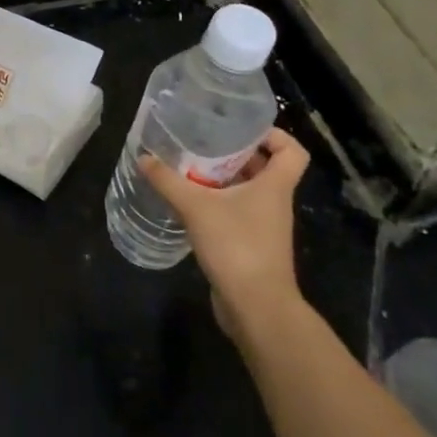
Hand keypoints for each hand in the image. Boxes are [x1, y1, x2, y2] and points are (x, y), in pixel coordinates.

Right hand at [140, 127, 309, 343]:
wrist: (255, 308)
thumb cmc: (237, 246)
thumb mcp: (196, 207)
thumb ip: (168, 181)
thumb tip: (143, 158)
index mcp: (274, 186)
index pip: (292, 151)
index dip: (274, 135)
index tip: (242, 129)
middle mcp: (274, 203)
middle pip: (266, 168)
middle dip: (238, 154)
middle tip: (205, 143)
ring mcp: (264, 226)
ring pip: (249, 192)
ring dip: (225, 180)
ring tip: (191, 169)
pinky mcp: (251, 245)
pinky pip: (238, 214)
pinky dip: (218, 204)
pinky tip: (190, 203)